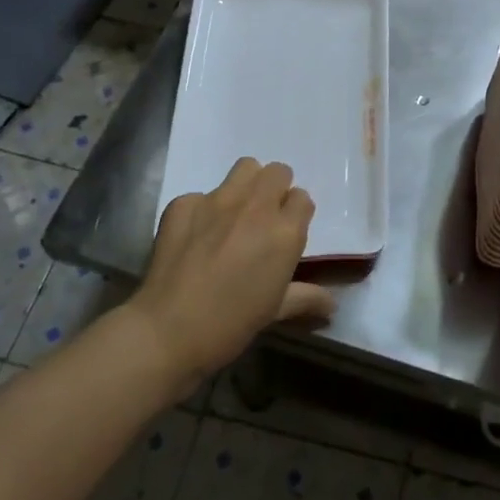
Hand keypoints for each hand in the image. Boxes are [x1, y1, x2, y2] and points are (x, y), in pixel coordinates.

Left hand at [129, 158, 334, 381]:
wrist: (168, 330)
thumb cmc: (230, 325)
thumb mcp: (275, 312)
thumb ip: (306, 298)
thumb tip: (332, 305)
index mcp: (285, 232)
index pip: (303, 198)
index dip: (295, 214)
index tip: (285, 233)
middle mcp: (256, 207)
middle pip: (278, 172)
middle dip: (275, 190)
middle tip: (263, 219)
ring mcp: (217, 200)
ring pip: (245, 168)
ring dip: (247, 185)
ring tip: (235, 214)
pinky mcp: (184, 203)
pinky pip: (202, 194)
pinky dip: (203, 210)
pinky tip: (195, 236)